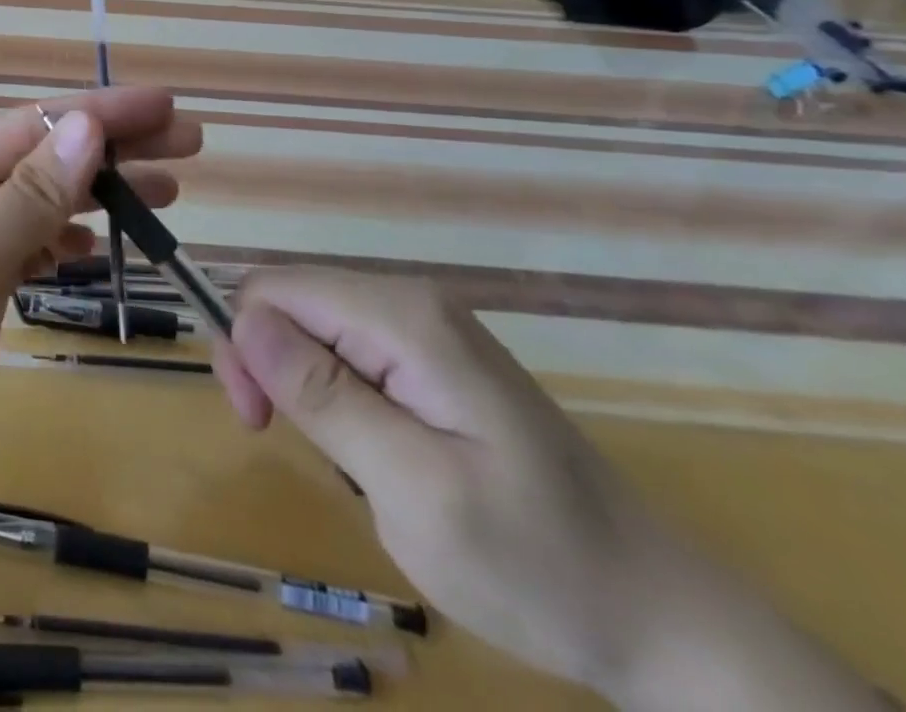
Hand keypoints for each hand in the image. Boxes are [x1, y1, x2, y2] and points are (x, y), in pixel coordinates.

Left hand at [0, 88, 202, 534]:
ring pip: (42, 204)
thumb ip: (28, 197)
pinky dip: (65, 242)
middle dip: (113, 149)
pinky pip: (29, 247)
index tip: (168, 105)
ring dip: (99, 196)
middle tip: (188, 144)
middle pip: (43, 159)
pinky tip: (97, 247)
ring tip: (166, 192)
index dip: (102, 113)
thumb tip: (87, 125)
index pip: (31, 126)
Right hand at [212, 271, 885, 709]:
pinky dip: (336, 399)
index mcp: (404, 317)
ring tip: (351, 462)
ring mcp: (424, 327)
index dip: (245, 346)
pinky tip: (374, 449)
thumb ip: (326, 398)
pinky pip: (347, 352)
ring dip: (304, 389)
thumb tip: (245, 321)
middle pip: (290, 302)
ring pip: (312, 327)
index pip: (273, 288)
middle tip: (294, 445)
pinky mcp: (432, 357)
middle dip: (270, 366)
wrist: (660, 616)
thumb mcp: (417, 491)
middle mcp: (409, 301)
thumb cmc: (537, 565)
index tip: (259, 423)